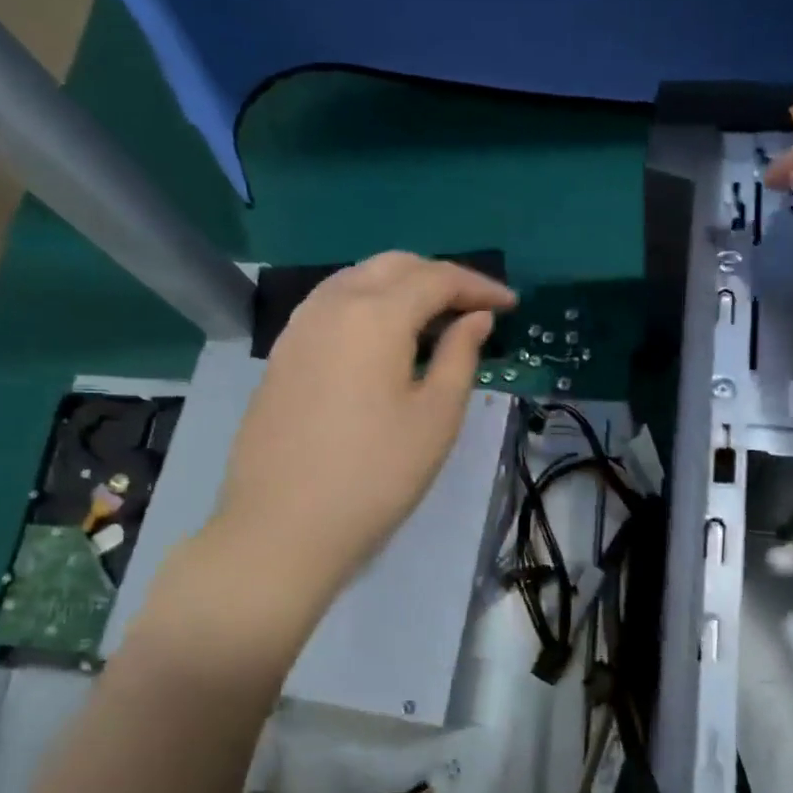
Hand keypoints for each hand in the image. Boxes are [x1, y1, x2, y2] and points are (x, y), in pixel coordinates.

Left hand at [199, 252, 515, 612]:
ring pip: (357, 280)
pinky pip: (332, 306)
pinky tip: (383, 340)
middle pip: (394, 266)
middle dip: (439, 278)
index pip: (437, 279)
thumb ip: (460, 356)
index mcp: (375, 314)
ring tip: (433, 321)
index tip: (510, 305)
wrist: (282, 526)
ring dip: (401, 287)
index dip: (479, 286)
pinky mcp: (282, 354)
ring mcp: (299, 327)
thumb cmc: (375, 475)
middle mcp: (332, 304)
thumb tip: (475, 319)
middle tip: (474, 309)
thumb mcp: (436, 417)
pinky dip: (368, 305)